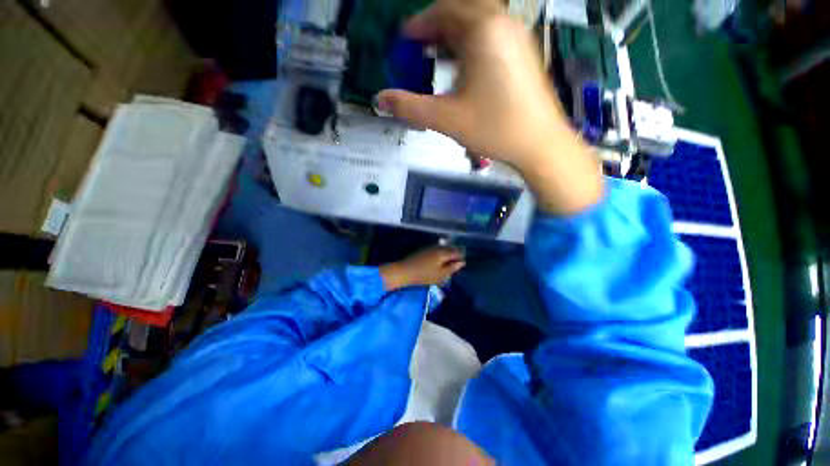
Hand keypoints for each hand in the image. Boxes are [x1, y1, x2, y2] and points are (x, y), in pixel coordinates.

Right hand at [377, 0, 602, 214]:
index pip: (444, 10)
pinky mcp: (525, 53)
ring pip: (479, 23)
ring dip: (455, 36)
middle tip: (420, 48)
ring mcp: (518, 37)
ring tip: (439, 58)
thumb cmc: (493, 129)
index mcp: (483, 30)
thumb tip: (379, 99)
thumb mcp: (446, 118)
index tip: (405, 40)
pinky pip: (493, 36)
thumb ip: (410, 107)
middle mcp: (503, 23)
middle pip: (462, 11)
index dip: (419, 24)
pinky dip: (473, 45)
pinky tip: (465, 68)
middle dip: (437, 27)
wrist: (539, 144)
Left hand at [380, 246, 464, 290]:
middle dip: (455, 253)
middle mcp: (438, 247)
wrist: (405, 271)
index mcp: (443, 253)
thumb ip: (452, 268)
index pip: (457, 252)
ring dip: (448, 252)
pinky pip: (436, 249)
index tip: (464, 262)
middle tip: (458, 261)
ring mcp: (430, 248)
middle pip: (450, 248)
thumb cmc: (424, 275)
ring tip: (450, 260)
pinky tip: (439, 259)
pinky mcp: (423, 250)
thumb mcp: (441, 275)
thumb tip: (462, 262)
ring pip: (443, 248)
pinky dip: (441, 253)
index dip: (461, 257)